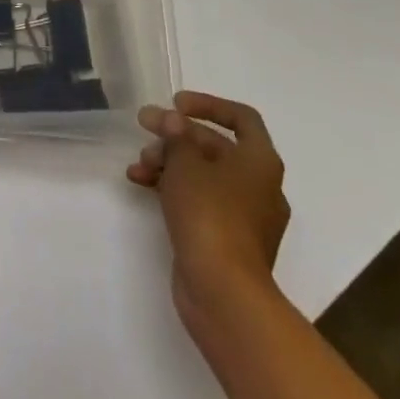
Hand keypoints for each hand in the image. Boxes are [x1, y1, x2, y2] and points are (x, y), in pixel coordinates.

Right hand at [128, 92, 290, 346]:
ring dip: (170, 162)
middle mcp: (259, 186)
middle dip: (177, 136)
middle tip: (144, 128)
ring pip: (204, 175)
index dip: (208, 104)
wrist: (224, 294)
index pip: (241, 118)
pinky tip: (141, 185)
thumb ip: (177, 135)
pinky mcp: (226, 240)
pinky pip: (200, 201)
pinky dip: (173, 189)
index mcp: (260, 162)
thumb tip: (174, 121)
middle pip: (216, 146)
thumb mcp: (186, 164)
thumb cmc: (210, 215)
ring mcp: (244, 217)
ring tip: (138, 165)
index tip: (175, 104)